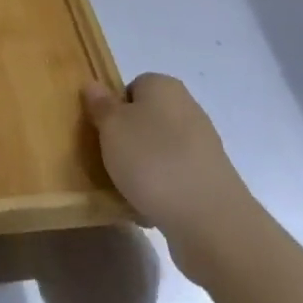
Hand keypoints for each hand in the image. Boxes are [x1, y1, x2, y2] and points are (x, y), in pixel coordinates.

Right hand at [84, 73, 258, 281]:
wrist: (208, 218)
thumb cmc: (152, 160)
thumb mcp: (112, 127)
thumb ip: (101, 105)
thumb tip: (93, 84)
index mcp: (164, 86)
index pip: (132, 87)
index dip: (114, 108)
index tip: (102, 132)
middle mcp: (187, 108)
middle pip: (146, 119)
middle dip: (127, 140)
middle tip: (109, 161)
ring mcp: (202, 145)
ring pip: (159, 150)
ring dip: (142, 167)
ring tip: (126, 189)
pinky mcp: (209, 178)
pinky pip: (174, 177)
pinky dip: (160, 189)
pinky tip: (149, 208)